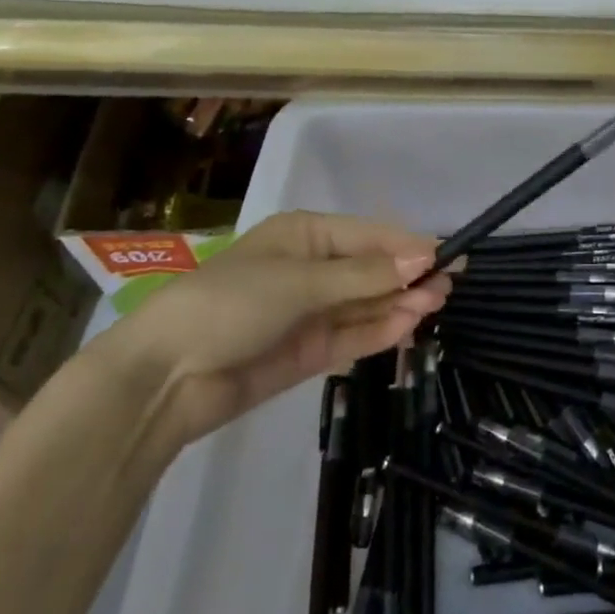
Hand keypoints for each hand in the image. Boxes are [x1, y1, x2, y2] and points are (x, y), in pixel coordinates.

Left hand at [89, 210, 450, 444]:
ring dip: (399, 304)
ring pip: (366, 304)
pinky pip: (351, 335)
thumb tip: (422, 260)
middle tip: (449, 285)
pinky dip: (379, 331)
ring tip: (435, 305)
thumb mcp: (301, 282)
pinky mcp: (307, 351)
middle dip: (407, 276)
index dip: (407, 246)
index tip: (446, 255)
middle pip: (371, 270)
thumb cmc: (231, 304)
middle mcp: (311, 269)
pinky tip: (407, 325)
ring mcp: (310, 311)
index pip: (368, 236)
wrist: (165, 378)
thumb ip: (364, 276)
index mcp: (305, 235)